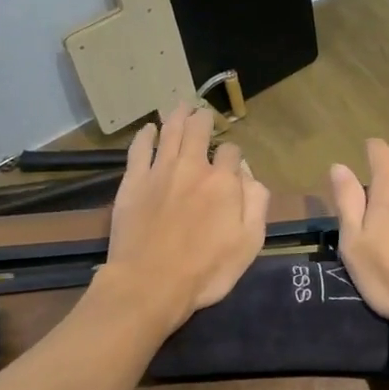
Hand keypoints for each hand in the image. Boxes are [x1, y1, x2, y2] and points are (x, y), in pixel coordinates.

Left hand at [102, 103, 269, 332]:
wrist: (150, 284)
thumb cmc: (206, 271)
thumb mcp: (249, 243)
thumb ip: (256, 203)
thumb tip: (249, 174)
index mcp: (223, 182)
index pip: (232, 153)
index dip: (233, 155)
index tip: (231, 163)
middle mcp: (192, 168)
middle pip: (198, 131)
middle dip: (204, 119)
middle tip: (203, 113)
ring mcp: (159, 172)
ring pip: (169, 132)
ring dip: (177, 116)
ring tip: (181, 105)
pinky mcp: (132, 182)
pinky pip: (138, 149)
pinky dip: (144, 135)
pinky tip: (147, 128)